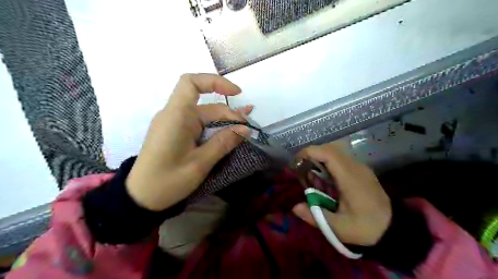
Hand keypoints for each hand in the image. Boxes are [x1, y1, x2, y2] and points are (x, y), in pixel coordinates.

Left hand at [127, 74, 253, 211]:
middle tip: (247, 129)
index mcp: (176, 117)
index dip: (215, 82)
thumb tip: (245, 129)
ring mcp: (175, 124)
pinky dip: (215, 128)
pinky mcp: (177, 133)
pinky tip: (229, 132)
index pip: (192, 83)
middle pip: (206, 106)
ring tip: (245, 126)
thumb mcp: (200, 163)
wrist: (141, 198)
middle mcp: (175, 115)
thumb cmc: (167, 181)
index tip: (237, 93)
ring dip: (224, 121)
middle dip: (229, 114)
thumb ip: (223, 143)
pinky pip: (199, 125)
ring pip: (205, 116)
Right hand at [293, 142, 392, 245]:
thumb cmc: (366, 227)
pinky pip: (341, 160)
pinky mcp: (361, 171)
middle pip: (330, 149)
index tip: (296, 161)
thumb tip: (295, 207)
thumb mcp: (339, 227)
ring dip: (320, 160)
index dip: (309, 152)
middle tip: (301, 169)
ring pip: (335, 152)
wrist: (394, 228)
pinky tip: (325, 181)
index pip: (328, 153)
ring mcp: (360, 168)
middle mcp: (355, 167)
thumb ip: (315, 216)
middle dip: (312, 155)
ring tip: (312, 178)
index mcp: (350, 177)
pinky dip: (328, 165)